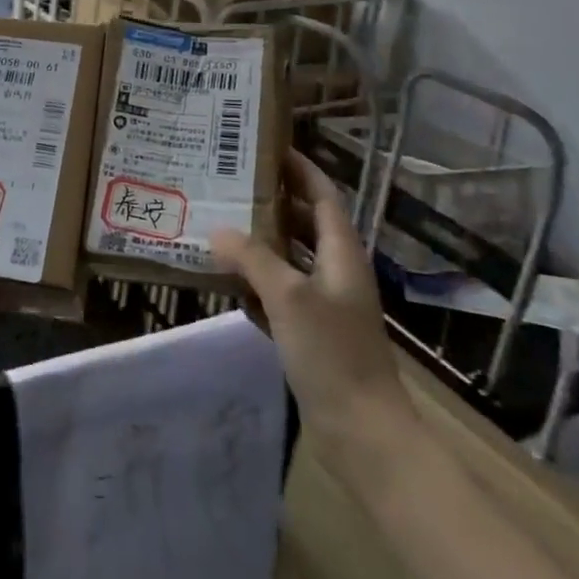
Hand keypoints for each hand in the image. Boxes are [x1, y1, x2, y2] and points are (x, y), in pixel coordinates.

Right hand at [212, 150, 411, 447]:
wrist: (362, 432)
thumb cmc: (332, 354)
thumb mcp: (289, 297)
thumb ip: (252, 258)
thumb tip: (216, 230)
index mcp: (341, 253)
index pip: (322, 195)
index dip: (299, 169)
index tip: (266, 146)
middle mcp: (335, 271)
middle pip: (303, 223)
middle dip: (271, 203)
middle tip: (228, 184)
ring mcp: (323, 304)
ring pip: (288, 260)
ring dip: (258, 243)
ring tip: (217, 224)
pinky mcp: (310, 333)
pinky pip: (278, 294)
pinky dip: (254, 284)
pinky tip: (224, 281)